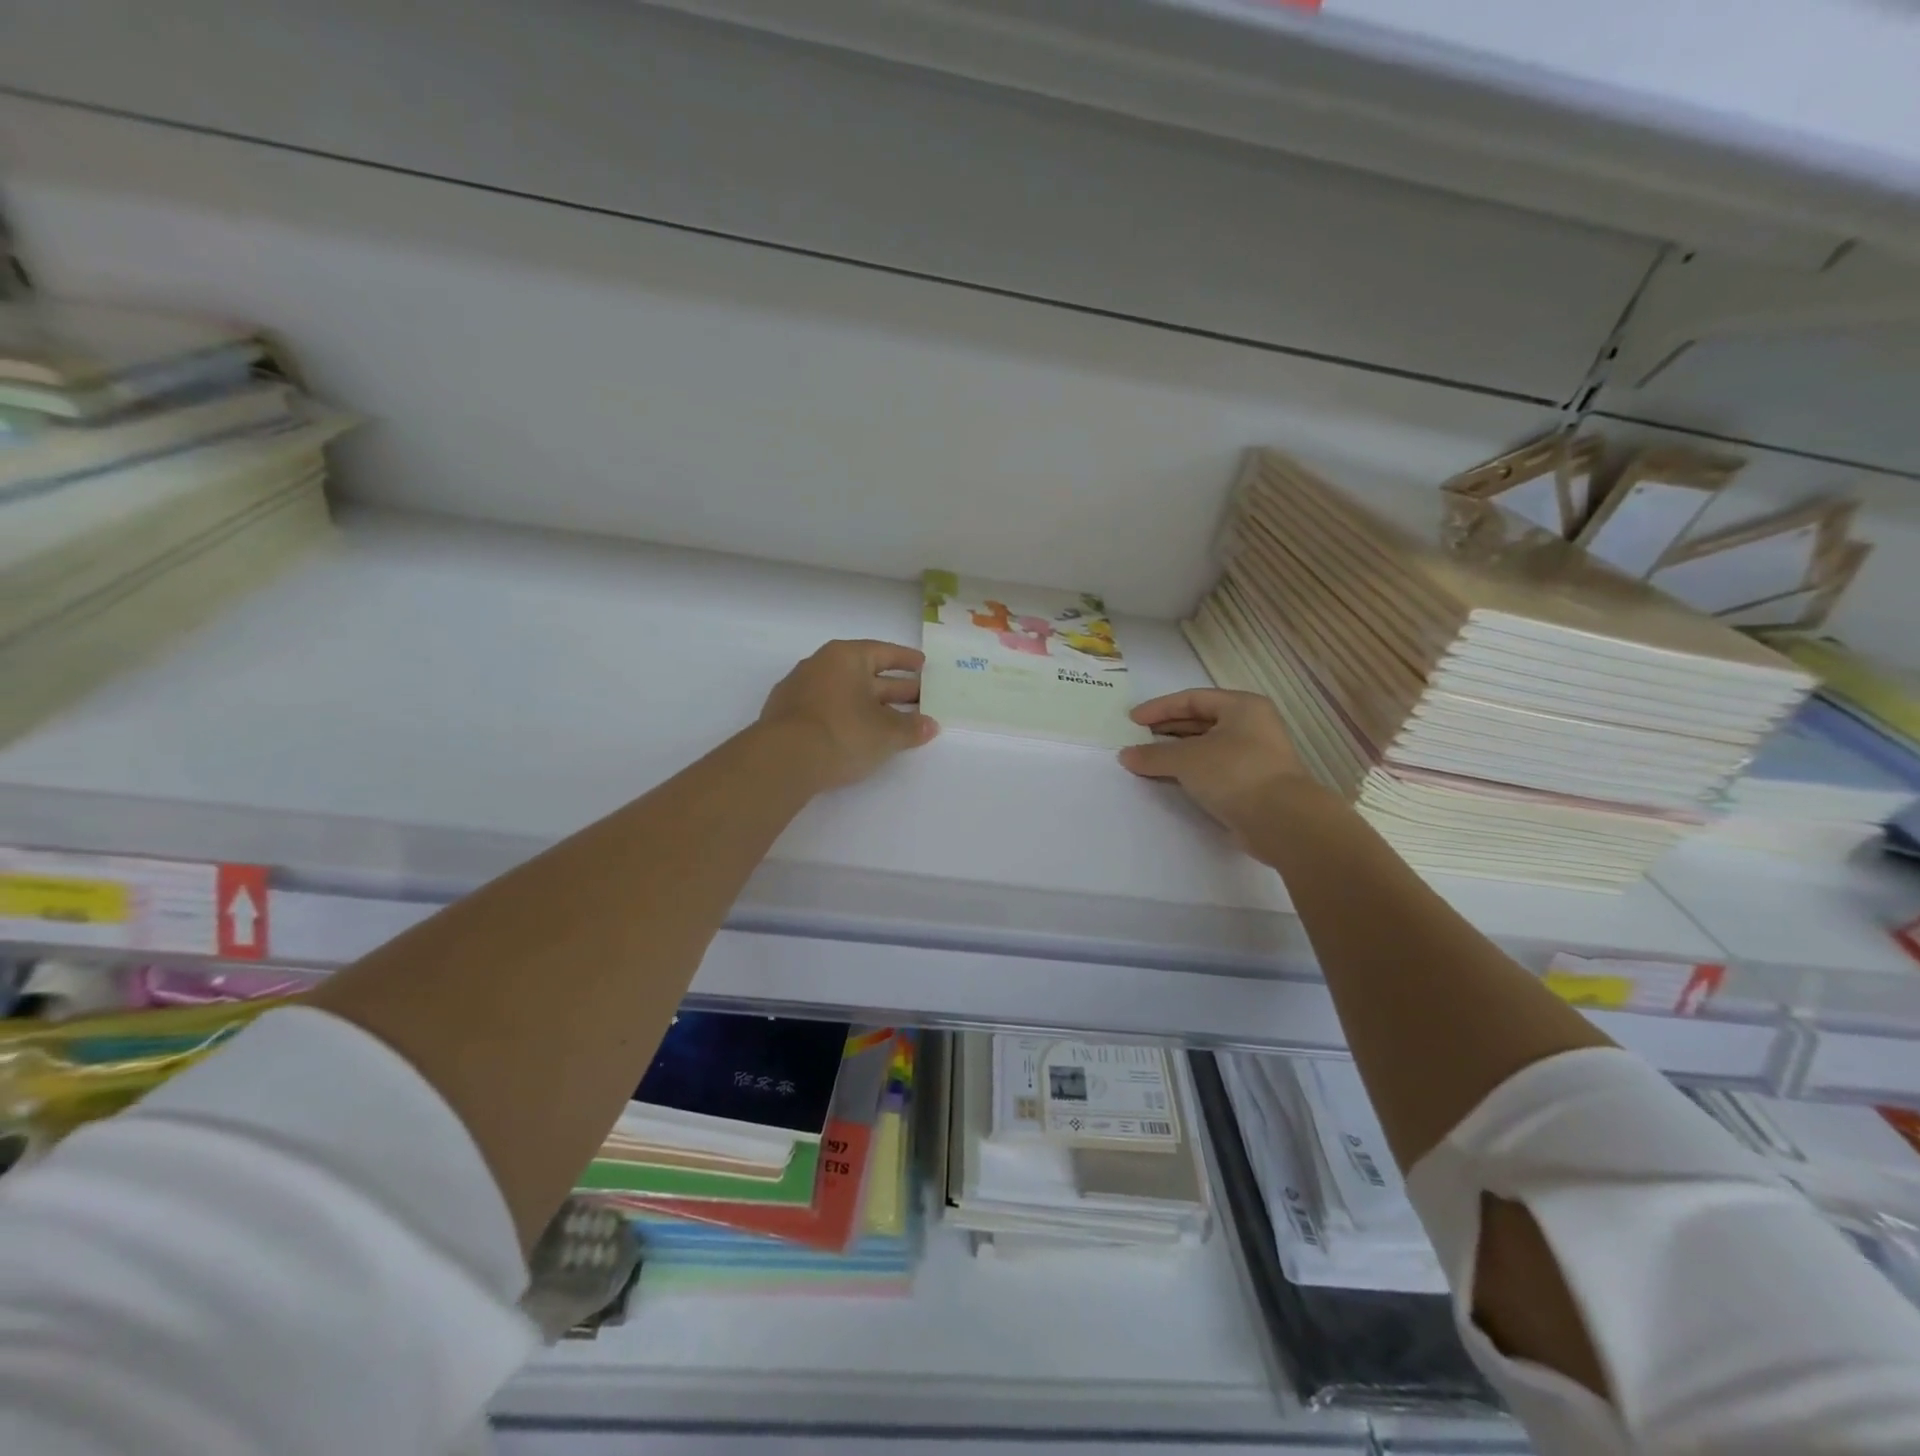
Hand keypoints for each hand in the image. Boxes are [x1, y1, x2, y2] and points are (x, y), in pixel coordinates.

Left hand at [758, 639, 938, 789]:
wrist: (783, 760)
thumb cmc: (843, 732)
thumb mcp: (886, 733)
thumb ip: (911, 728)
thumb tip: (930, 725)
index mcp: (846, 657)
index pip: (882, 652)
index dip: (905, 659)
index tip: (922, 665)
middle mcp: (820, 666)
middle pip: (865, 675)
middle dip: (894, 688)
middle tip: (920, 697)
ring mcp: (800, 691)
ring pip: (846, 694)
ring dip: (871, 706)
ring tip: (894, 720)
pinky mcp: (787, 718)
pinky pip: (828, 710)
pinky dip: (847, 718)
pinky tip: (858, 734)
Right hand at [1118, 689, 1312, 833]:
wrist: (1281, 820)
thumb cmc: (1234, 773)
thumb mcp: (1187, 759)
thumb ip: (1153, 755)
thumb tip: (1126, 755)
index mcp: (1242, 707)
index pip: (1192, 699)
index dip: (1159, 708)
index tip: (1132, 721)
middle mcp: (1251, 726)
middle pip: (1200, 722)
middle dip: (1166, 730)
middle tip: (1136, 739)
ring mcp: (1253, 756)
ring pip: (1206, 747)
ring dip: (1175, 753)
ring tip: (1146, 760)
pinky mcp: (1250, 784)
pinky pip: (1212, 769)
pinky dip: (1189, 771)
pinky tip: (1168, 779)